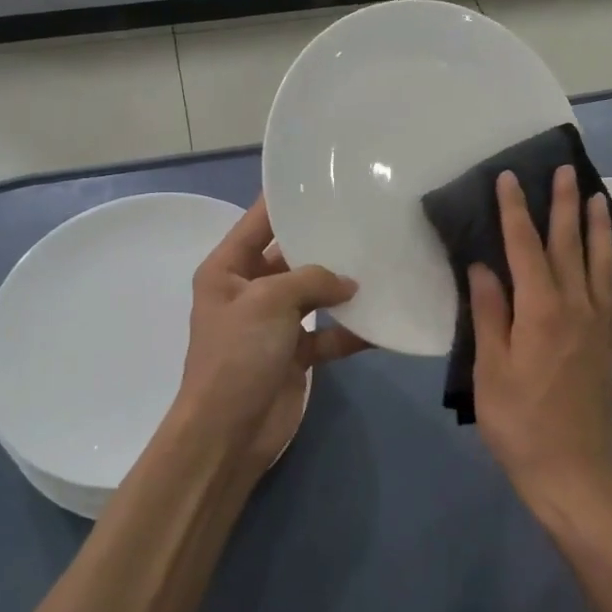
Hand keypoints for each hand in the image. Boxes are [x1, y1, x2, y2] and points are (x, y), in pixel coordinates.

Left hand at [172, 197, 367, 475]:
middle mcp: (249, 290)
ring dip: (343, 288)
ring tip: (383, 264)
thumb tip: (350, 282)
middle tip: (368, 220)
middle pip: (292, 256)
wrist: (229, 432)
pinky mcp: (294, 353)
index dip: (287, 199)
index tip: (325, 179)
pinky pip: (327, 333)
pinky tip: (382, 322)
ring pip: (314, 294)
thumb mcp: (270, 301)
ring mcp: (273, 323)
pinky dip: (350, 331)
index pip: (260, 221)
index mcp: (228, 269)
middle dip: (325, 243)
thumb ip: (312, 279)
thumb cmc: (238, 354)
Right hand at [469, 167, 611, 519]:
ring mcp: (599, 322)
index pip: (526, 246)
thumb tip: (484, 267)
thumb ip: (490, 313)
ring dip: (597, 226)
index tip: (510, 178)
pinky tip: (604, 258)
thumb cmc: (519, 422)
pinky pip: (611, 289)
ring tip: (598, 197)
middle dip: (564, 204)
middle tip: (564, 169)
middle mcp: (577, 306)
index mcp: (542, 310)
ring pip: (600, 261)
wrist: (574, 470)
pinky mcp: (609, 341)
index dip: (516, 210)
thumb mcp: (490, 368)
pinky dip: (607, 263)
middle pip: (569, 244)